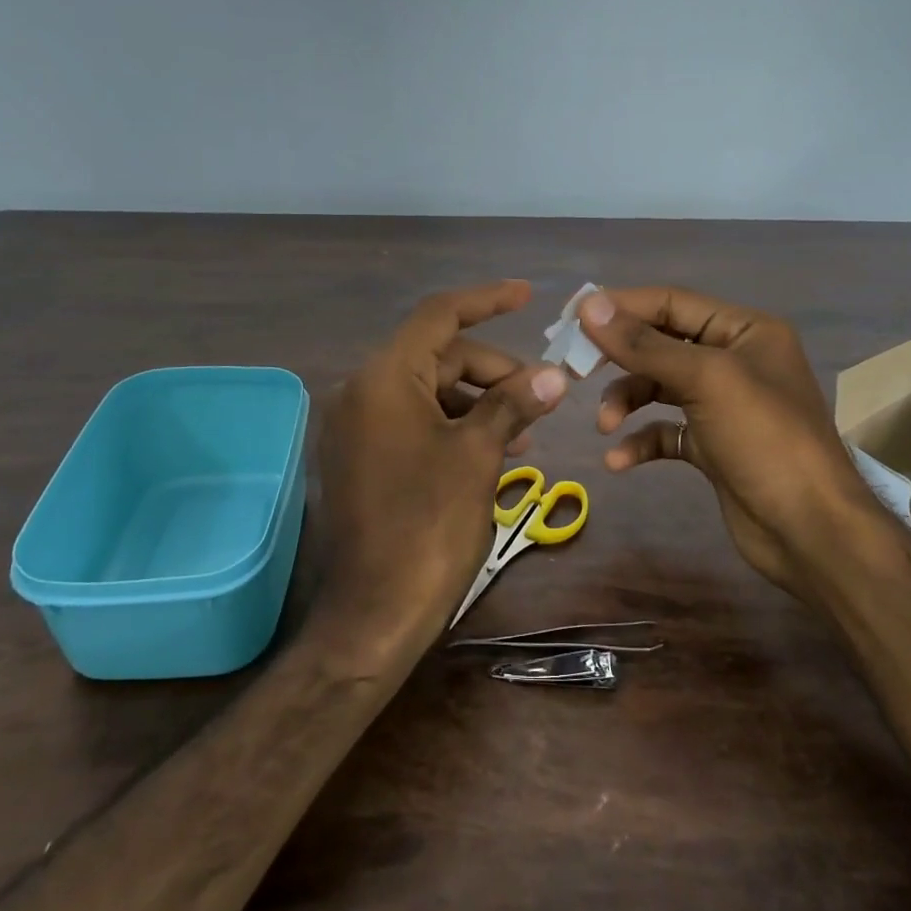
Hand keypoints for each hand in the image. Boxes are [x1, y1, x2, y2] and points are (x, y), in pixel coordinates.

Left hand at [315, 280, 567, 665]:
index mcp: (383, 379)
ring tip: (524, 430)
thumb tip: (555, 374)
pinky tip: (489, 449)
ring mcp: (356, 427)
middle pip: (436, 356)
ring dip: (477, 400)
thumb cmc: (428, 526)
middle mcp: (361, 392)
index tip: (528, 295)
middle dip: (491, 369)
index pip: (439, 316)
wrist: (374, 615)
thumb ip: (513, 403)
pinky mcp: (360, 457)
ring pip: (427, 390)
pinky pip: (411, 420)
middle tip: (541, 396)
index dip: (486, 300)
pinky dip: (452, 424)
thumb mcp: (477, 456)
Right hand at [578, 287, 876, 599]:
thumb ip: (645, 344)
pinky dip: (641, 440)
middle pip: (661, 344)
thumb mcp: (706, 379)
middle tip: (575, 368)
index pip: (672, 302)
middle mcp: (734, 360)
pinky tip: (619, 460)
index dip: (621, 307)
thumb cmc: (764, 439)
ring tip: (606, 424)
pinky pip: (665, 431)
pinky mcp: (712, 445)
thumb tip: (590, 306)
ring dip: (627, 401)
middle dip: (619, 358)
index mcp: (745, 330)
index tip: (571, 317)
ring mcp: (723, 405)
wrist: (810, 531)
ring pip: (659, 388)